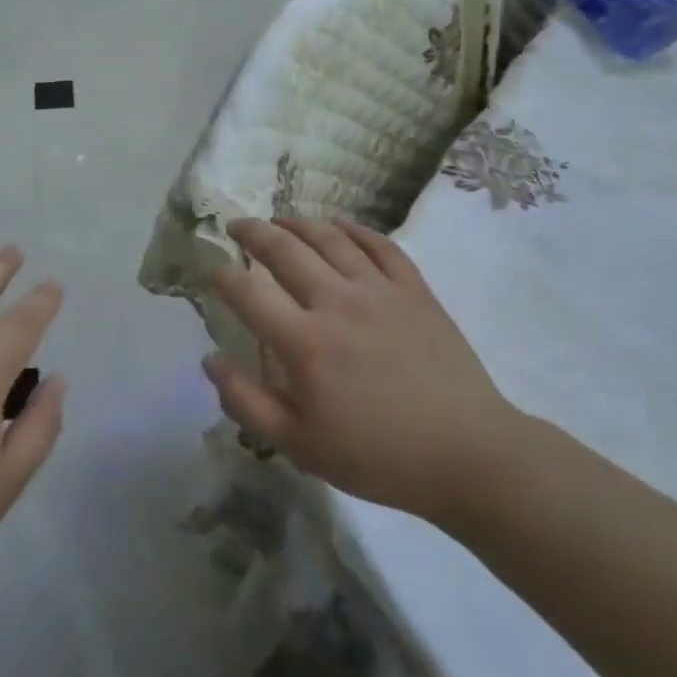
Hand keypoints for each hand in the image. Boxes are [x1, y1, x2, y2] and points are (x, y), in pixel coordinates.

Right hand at [204, 218, 523, 523]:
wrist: (466, 455)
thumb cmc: (376, 455)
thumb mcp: (298, 445)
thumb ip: (246, 401)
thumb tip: (210, 361)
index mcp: (305, 342)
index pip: (248, 293)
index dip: (222, 276)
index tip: (211, 269)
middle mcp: (338, 302)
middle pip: (285, 250)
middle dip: (253, 232)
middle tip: (236, 226)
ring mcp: (380, 291)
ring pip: (331, 239)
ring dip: (298, 224)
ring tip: (279, 220)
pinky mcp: (415, 291)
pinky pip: (380, 245)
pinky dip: (354, 230)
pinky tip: (339, 227)